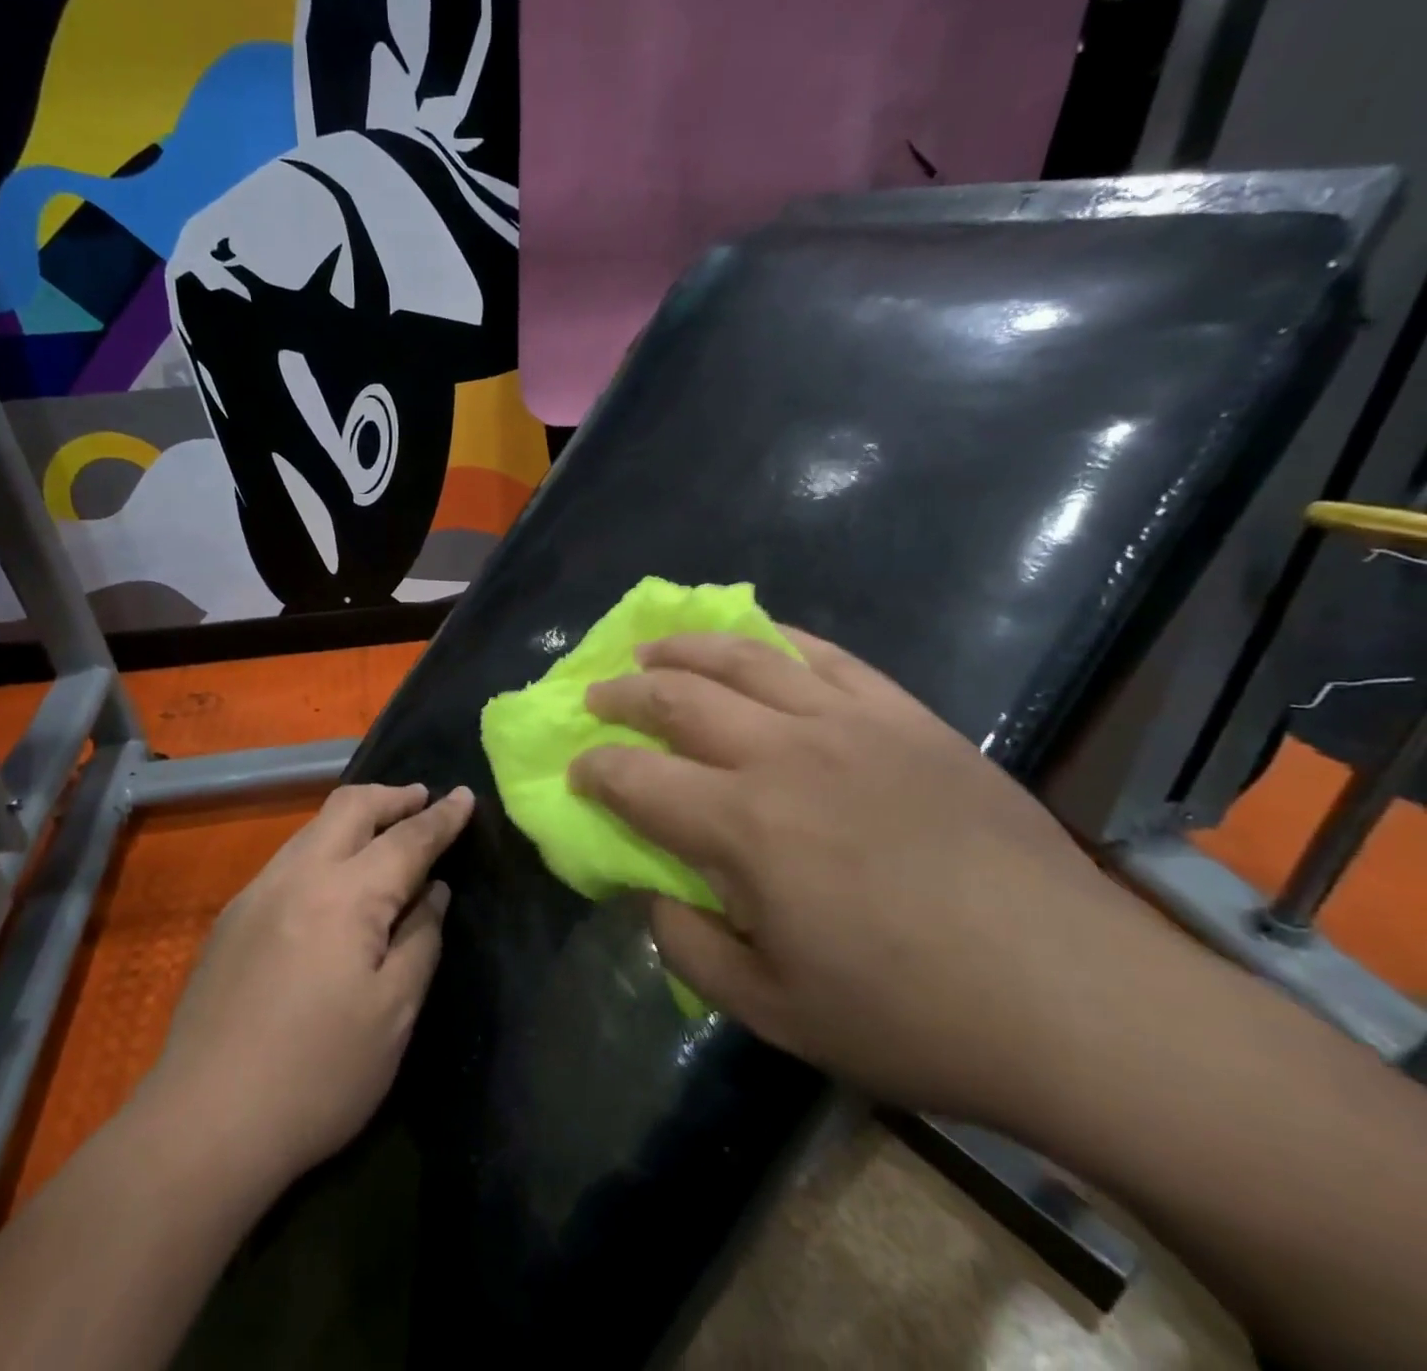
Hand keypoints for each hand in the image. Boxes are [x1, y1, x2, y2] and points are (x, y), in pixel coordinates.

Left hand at [141, 782, 473, 1187]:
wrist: (202, 1125)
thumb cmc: (318, 1075)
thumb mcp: (393, 1013)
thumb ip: (420, 939)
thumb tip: (433, 892)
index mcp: (346, 895)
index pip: (406, 839)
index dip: (442, 818)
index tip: (465, 795)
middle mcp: (298, 875)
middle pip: (350, 807)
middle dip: (393, 796)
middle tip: (424, 800)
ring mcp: (256, 892)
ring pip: (313, 827)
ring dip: (356, 818)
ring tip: (385, 833)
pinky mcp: (232, 918)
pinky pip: (290, 858)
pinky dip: (325, 848)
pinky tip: (335, 882)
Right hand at [569, 629, 1181, 1129]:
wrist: (1077, 999)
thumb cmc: (911, 1016)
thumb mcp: (773, 1012)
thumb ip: (689, 946)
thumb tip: (651, 892)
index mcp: (741, 827)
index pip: (633, 777)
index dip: (593, 771)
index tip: (577, 774)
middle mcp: (783, 754)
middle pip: (676, 697)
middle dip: (621, 694)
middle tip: (597, 698)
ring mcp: (849, 723)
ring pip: (743, 657)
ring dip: (683, 648)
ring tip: (652, 648)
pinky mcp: (906, 716)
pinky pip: (827, 656)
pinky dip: (777, 639)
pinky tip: (756, 639)